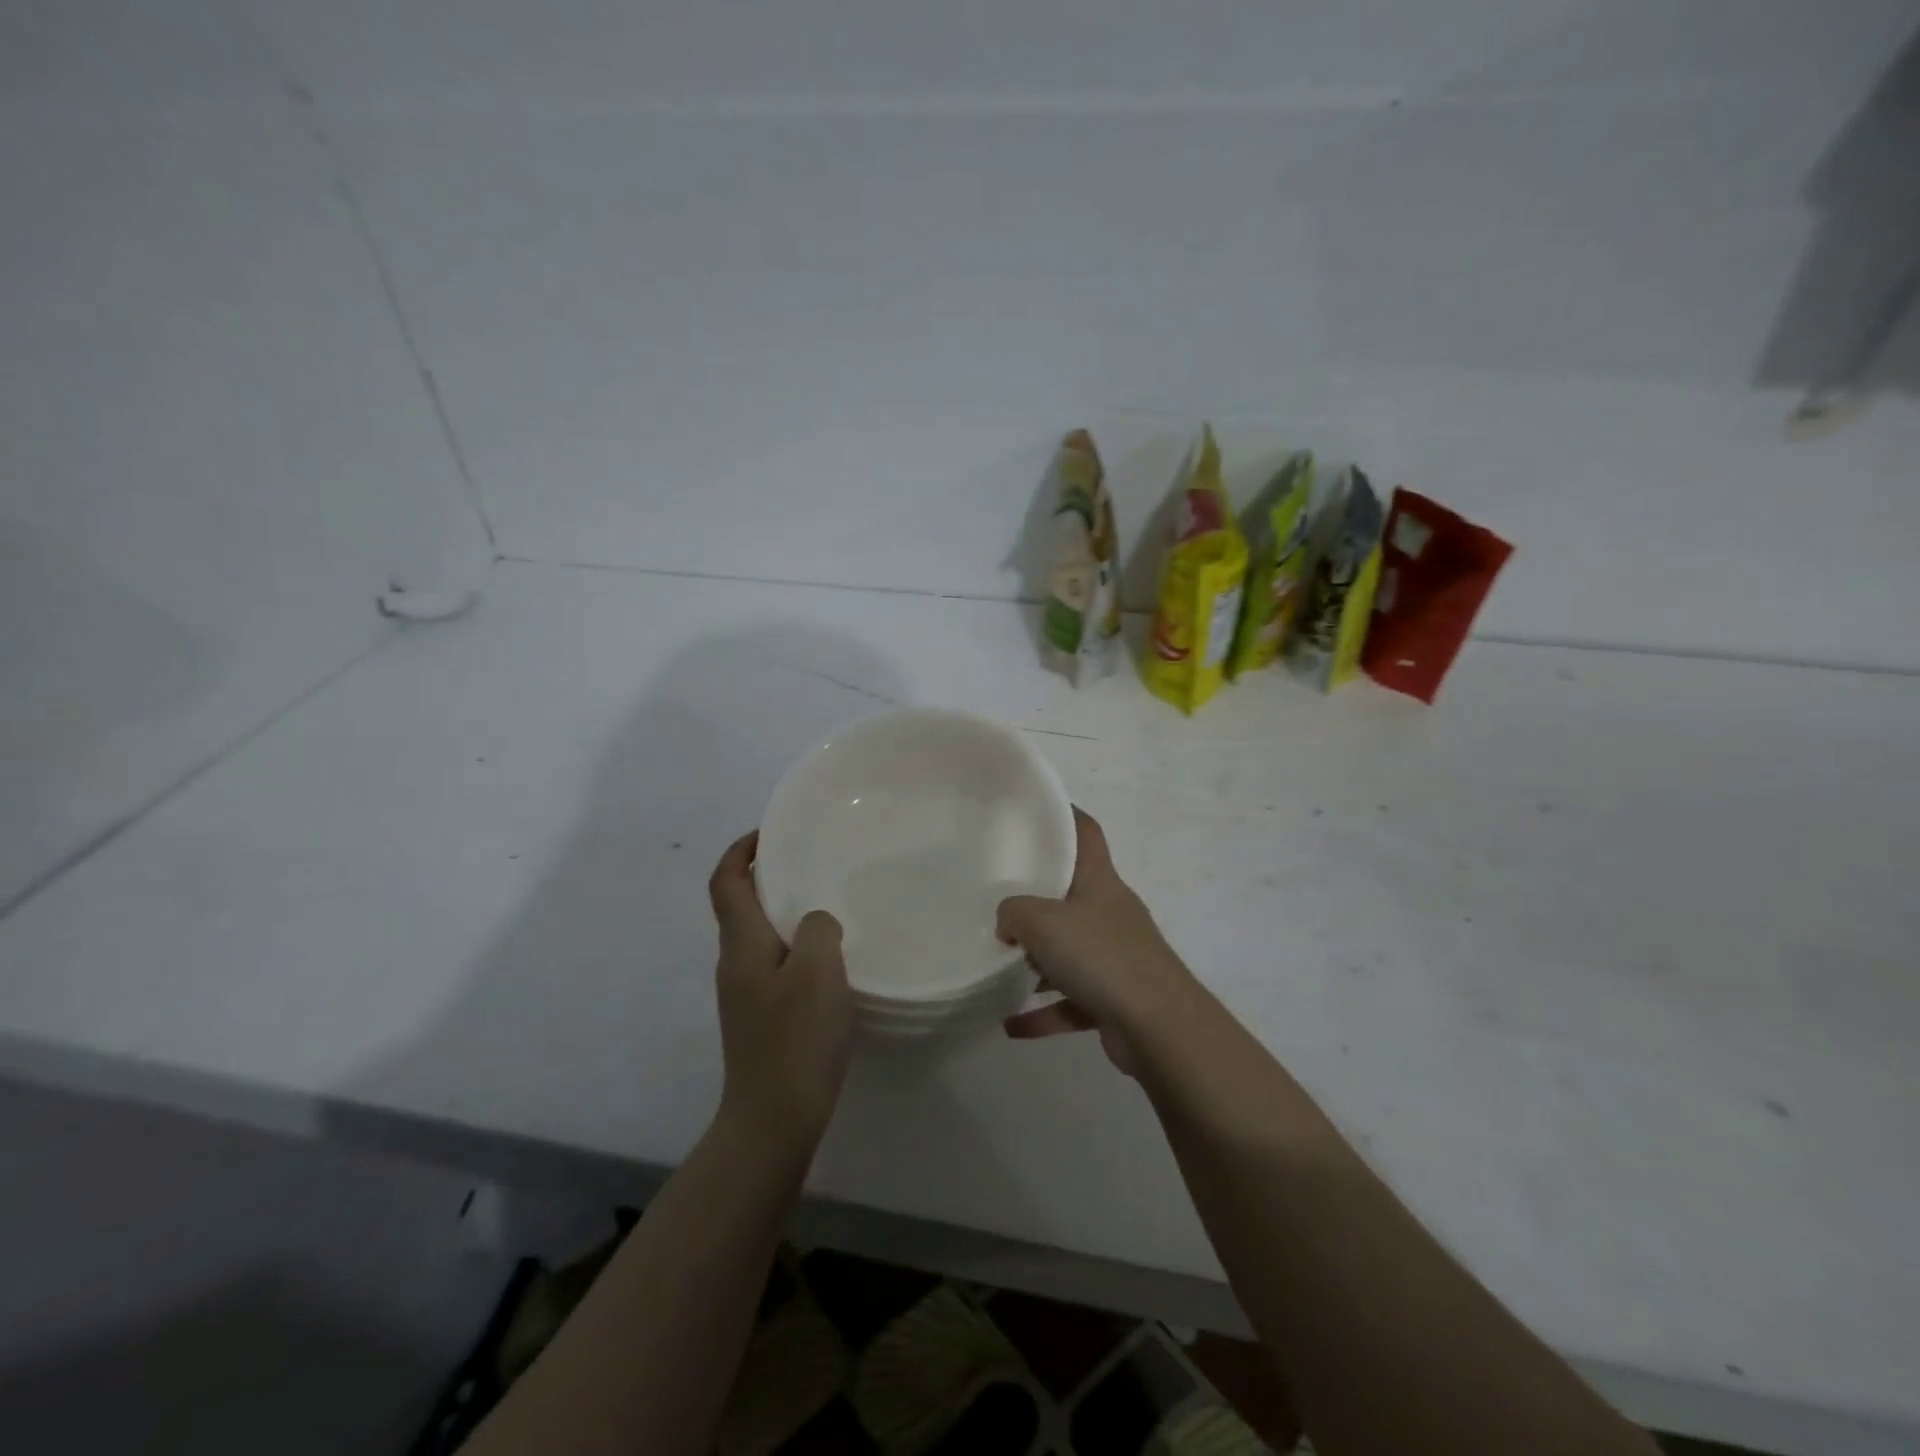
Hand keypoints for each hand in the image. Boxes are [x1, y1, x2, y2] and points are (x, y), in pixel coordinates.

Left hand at [708, 832, 853, 1153]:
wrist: (774, 1119)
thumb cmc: (795, 1038)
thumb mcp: (818, 970)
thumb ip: (819, 927)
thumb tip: (817, 922)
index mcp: (741, 943)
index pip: (726, 881)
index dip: (741, 850)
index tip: (771, 833)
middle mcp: (735, 962)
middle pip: (740, 904)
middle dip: (768, 876)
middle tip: (812, 864)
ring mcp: (745, 993)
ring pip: (760, 935)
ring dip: (784, 911)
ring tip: (827, 903)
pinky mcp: (761, 1017)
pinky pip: (775, 963)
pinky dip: (795, 945)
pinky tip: (830, 958)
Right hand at [998, 808, 1196, 1071]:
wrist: (1159, 1027)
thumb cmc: (1101, 957)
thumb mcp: (1042, 922)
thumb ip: (1013, 913)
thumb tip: (1007, 925)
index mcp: (1100, 882)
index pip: (1086, 833)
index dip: (1065, 815)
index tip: (1036, 811)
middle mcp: (1110, 913)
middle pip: (1071, 895)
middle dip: (1036, 900)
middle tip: (997, 898)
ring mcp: (1115, 957)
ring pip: (1069, 952)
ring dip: (1036, 963)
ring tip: (997, 966)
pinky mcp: (1114, 999)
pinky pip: (1071, 1001)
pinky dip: (1043, 1012)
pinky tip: (1010, 1024)